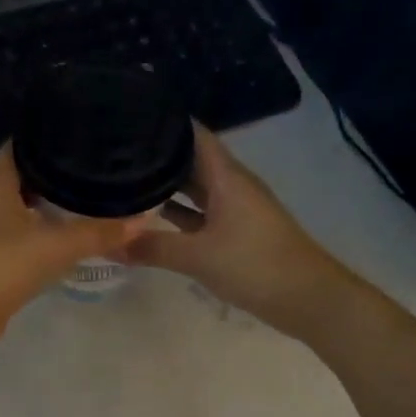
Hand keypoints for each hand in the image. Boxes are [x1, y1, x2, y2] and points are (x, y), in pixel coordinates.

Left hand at [0, 144, 137, 354]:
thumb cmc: (0, 267)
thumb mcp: (57, 246)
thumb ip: (99, 232)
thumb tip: (144, 218)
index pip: (19, 148)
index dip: (45, 137)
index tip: (79, 133)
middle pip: (19, 179)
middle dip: (52, 174)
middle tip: (92, 168)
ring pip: (18, 212)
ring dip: (45, 208)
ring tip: (85, 201)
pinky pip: (17, 241)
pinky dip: (38, 238)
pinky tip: (62, 243)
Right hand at [127, 125, 350, 333]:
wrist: (309, 299)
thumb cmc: (255, 265)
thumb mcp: (198, 256)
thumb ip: (152, 247)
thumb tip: (107, 244)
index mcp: (226, 176)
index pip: (193, 134)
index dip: (165, 122)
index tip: (129, 117)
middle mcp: (231, 185)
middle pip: (191, 160)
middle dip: (157, 155)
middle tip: (115, 151)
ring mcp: (236, 210)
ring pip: (195, 188)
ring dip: (166, 185)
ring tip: (124, 179)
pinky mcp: (237, 233)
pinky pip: (200, 214)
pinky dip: (178, 214)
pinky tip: (151, 218)